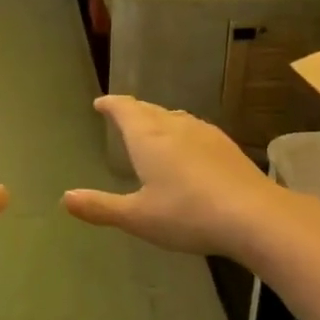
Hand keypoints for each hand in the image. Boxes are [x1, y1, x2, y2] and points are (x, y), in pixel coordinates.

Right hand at [63, 95, 286, 259]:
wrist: (253, 215)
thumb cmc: (186, 214)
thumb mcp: (137, 217)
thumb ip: (101, 207)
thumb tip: (65, 198)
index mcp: (148, 138)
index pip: (125, 110)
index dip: (111, 105)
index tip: (101, 103)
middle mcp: (176, 127)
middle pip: (150, 110)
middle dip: (134, 110)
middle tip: (123, 114)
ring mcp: (205, 134)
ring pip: (176, 118)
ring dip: (160, 119)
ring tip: (153, 128)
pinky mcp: (227, 147)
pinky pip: (196, 130)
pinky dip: (183, 132)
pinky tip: (190, 148)